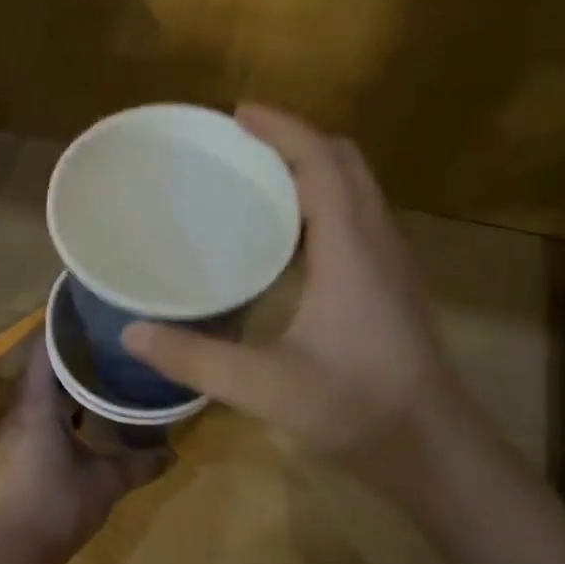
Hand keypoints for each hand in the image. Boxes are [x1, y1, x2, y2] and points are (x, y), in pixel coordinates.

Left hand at [0, 339, 171, 563]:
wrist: (18, 552)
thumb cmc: (61, 506)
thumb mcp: (108, 482)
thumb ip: (142, 463)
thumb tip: (174, 452)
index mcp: (36, 407)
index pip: (41, 350)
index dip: (58, 327)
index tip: (83, 310)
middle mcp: (16, 411)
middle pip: (36, 366)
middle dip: (64, 350)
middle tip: (99, 337)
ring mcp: (9, 432)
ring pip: (33, 391)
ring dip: (58, 379)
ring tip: (93, 368)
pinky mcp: (10, 450)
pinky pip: (30, 411)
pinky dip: (52, 403)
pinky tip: (77, 413)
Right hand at [121, 104, 474, 480]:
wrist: (434, 449)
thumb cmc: (356, 409)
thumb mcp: (264, 387)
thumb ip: (194, 359)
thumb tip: (130, 333)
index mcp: (352, 249)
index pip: (322, 161)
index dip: (281, 129)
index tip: (236, 114)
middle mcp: (378, 241)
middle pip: (345, 162)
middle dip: (295, 141)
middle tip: (240, 145)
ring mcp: (392, 262)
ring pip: (357, 188)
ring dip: (312, 169)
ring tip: (257, 179)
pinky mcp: (393, 284)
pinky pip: (358, 217)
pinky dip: (323, 201)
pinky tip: (288, 237)